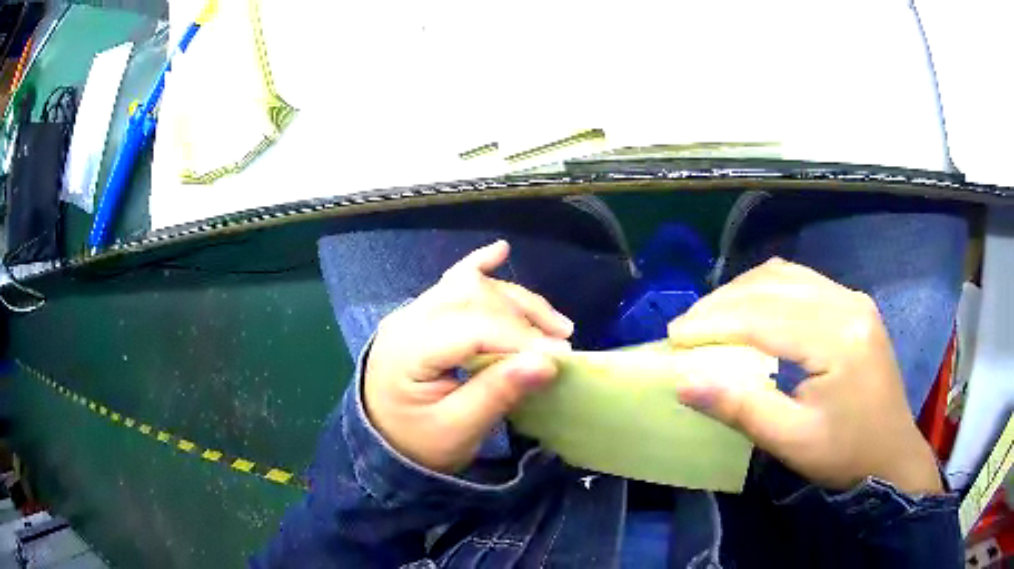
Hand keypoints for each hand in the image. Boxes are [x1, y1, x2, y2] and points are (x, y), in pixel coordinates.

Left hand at [364, 241, 572, 473]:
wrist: (381, 445)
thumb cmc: (417, 444)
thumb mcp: (457, 431)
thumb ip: (498, 393)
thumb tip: (548, 361)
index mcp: (408, 349)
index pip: (473, 327)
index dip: (521, 338)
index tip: (561, 356)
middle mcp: (408, 318)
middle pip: (474, 297)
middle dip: (524, 317)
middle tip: (561, 344)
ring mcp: (412, 312)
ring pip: (470, 286)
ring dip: (515, 301)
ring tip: (554, 324)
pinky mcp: (421, 314)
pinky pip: (452, 281)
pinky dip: (480, 266)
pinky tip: (500, 251)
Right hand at [668, 258, 942, 494]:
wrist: (892, 454)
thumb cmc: (844, 454)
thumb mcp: (790, 441)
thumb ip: (740, 407)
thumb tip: (684, 382)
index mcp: (839, 338)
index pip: (765, 316)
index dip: (715, 323)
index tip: (674, 337)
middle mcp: (848, 303)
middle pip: (773, 285)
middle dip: (722, 303)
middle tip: (686, 329)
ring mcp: (853, 298)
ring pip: (785, 275)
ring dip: (742, 292)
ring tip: (711, 318)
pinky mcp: (853, 303)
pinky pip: (801, 281)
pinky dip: (766, 290)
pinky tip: (750, 310)